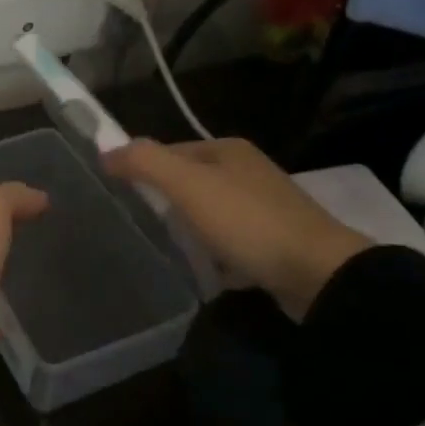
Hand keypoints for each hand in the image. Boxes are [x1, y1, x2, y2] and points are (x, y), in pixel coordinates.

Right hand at [103, 138, 369, 319]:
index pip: (170, 151)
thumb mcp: (188, 185)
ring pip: (208, 214)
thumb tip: (105, 152)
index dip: (142, 169)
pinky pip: (229, 243)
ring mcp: (264, 208)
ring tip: (166, 250)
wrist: (319, 275)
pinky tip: (202, 271)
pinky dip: (213, 255)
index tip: (120, 196)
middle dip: (164, 203)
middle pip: (188, 182)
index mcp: (227, 150)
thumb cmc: (247, 222)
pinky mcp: (274, 244)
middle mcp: (247, 172)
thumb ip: (144, 162)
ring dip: (188, 231)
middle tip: (140, 227)